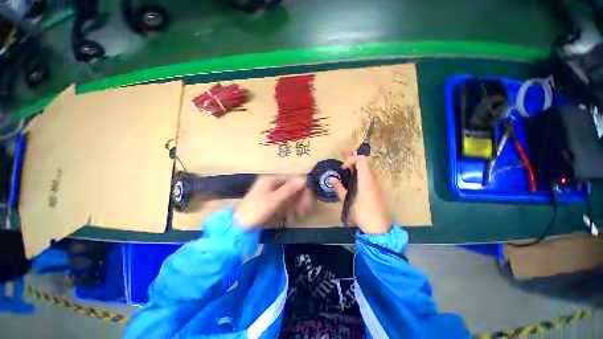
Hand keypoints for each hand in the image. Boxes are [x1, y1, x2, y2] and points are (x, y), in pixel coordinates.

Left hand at [234, 176, 313, 228]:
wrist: (239, 226)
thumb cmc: (256, 210)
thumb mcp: (274, 199)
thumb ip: (289, 189)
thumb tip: (303, 180)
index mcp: (270, 180)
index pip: (291, 181)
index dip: (301, 188)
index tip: (309, 198)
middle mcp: (271, 185)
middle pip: (290, 188)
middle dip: (299, 198)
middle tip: (307, 208)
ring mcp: (269, 194)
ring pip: (287, 196)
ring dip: (295, 204)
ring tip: (302, 213)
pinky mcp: (269, 203)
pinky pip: (283, 203)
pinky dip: (289, 208)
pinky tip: (293, 216)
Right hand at [330, 151, 390, 233]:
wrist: (378, 228)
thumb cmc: (362, 214)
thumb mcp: (348, 201)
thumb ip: (339, 188)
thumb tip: (332, 178)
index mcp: (367, 180)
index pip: (361, 160)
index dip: (351, 159)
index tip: (343, 168)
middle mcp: (373, 178)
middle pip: (363, 162)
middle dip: (351, 156)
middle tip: (341, 150)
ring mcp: (376, 183)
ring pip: (366, 168)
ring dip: (355, 164)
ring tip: (345, 161)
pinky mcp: (376, 188)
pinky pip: (368, 175)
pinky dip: (359, 171)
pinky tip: (353, 174)